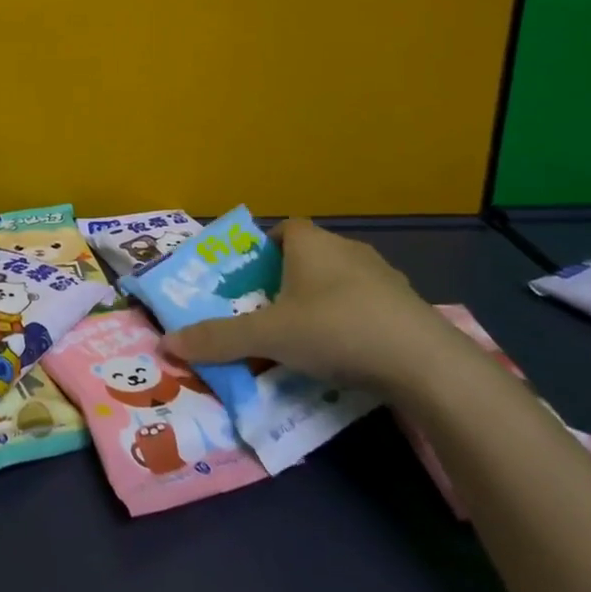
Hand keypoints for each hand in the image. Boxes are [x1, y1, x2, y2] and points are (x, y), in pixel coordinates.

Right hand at [159, 220, 459, 395]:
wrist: (424, 362)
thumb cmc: (335, 329)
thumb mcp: (268, 336)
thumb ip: (219, 339)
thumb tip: (166, 344)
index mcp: (310, 243)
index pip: (282, 230)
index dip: (264, 250)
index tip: (252, 282)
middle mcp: (346, 248)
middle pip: (309, 256)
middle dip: (288, 282)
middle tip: (270, 314)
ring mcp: (383, 276)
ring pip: (340, 282)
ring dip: (322, 303)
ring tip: (307, 339)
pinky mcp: (408, 306)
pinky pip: (369, 306)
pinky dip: (354, 322)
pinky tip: (348, 354)